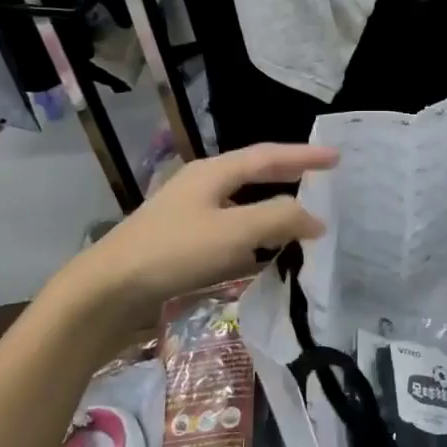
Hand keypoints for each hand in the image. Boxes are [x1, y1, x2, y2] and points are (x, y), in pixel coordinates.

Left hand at [76, 143, 335, 324]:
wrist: (109, 290)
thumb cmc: (174, 252)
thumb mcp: (234, 232)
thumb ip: (279, 218)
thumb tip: (316, 219)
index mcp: (213, 173)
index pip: (269, 156)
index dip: (304, 156)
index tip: (337, 157)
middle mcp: (202, 186)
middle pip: (255, 175)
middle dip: (290, 177)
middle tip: (323, 181)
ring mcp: (189, 214)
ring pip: (243, 205)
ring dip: (273, 209)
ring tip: (302, 218)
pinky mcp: (182, 243)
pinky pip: (231, 231)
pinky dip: (255, 237)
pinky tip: (264, 254)